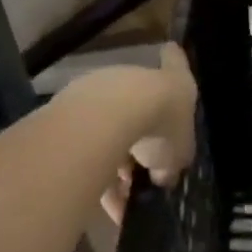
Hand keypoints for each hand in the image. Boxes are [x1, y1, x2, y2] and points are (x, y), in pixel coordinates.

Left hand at [94, 43, 197, 224]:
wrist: (110, 115)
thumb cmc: (159, 126)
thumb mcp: (178, 153)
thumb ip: (171, 163)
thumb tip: (162, 175)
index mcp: (173, 81)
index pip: (177, 64)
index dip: (176, 60)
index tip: (170, 50)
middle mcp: (137, 78)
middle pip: (141, 103)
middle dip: (141, 137)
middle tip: (143, 170)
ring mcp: (103, 90)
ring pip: (111, 126)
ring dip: (115, 159)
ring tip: (119, 198)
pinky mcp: (72, 106)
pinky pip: (87, 142)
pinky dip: (94, 168)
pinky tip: (98, 201)